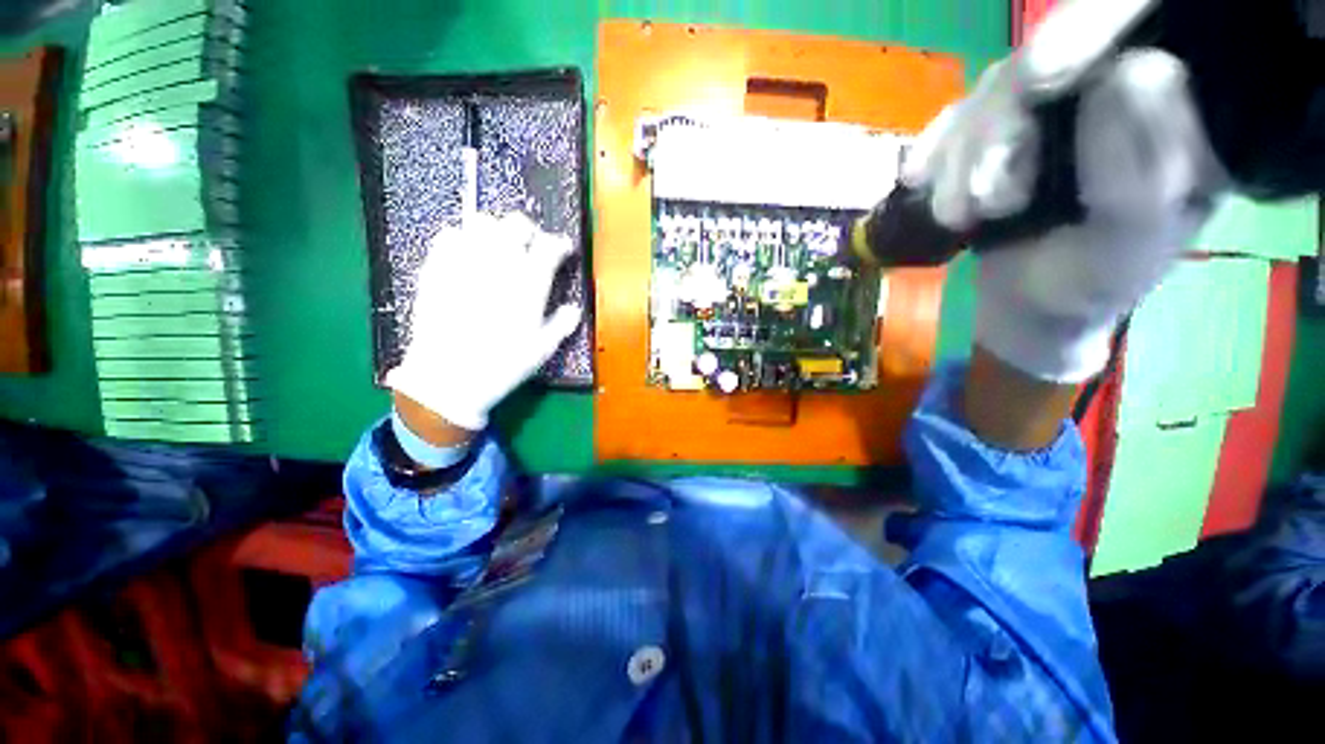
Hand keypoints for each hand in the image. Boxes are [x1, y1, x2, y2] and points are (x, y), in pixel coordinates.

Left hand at [385, 213, 581, 432]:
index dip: (560, 244)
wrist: (448, 377)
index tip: (562, 249)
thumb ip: (562, 324)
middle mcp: (499, 265)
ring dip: (496, 230)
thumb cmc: (503, 365)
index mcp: (529, 284)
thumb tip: (573, 310)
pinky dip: (461, 238)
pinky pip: (448, 236)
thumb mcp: (542, 350)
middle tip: (531, 244)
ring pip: (482, 222)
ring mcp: (465, 262)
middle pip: (516, 223)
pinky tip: (465, 254)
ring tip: (498, 246)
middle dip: (529, 230)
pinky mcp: (437, 267)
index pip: (549, 246)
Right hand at [908, 48, 1227, 382]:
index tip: (1040, 79)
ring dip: (962, 157)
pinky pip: (957, 117)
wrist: (1031, 303)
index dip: (1092, 28)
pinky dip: (934, 149)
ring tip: (955, 218)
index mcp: (1170, 110)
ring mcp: (1049, 104)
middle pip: (1048, 54)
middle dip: (1001, 127)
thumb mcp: (1127, 246)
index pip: (1138, 26)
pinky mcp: (999, 128)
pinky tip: (918, 178)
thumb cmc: (1091, 282)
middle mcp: (1111, 86)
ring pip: (993, 89)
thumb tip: (1134, 69)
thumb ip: (1139, 175)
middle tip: (985, 200)